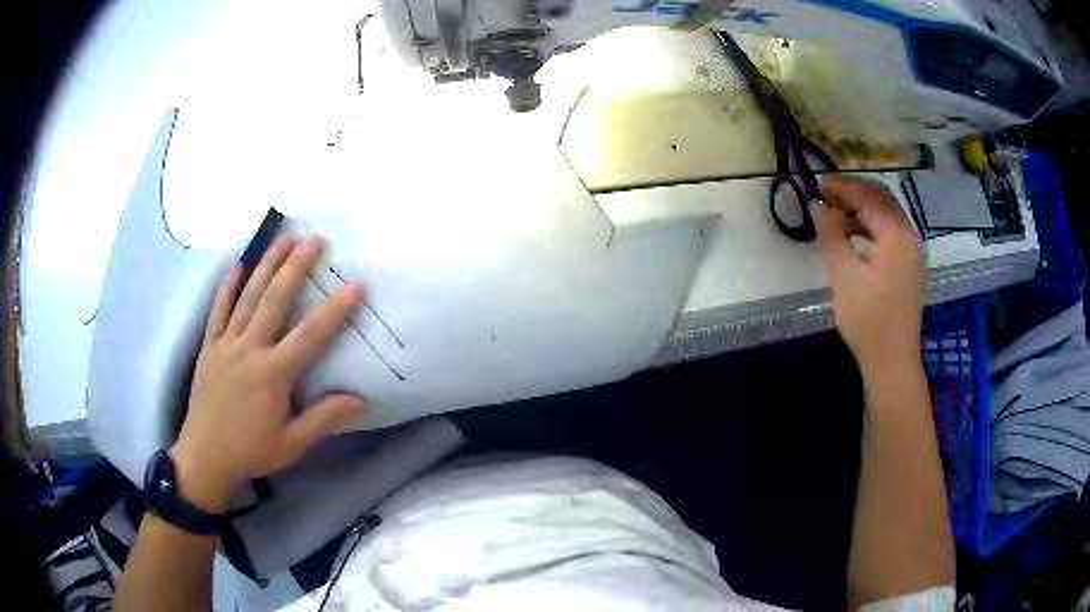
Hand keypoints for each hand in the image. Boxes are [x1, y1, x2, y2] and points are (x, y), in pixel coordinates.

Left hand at [169, 235, 365, 511]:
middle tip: (315, 239)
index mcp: (273, 374)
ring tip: (284, 238)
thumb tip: (360, 399)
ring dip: (267, 265)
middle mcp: (250, 350)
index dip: (335, 309)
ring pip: (248, 297)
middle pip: (275, 300)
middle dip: (297, 267)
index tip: (355, 285)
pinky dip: (227, 287)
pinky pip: (218, 311)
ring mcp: (226, 344)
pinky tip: (237, 264)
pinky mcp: (209, 347)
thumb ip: (323, 419)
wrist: (204, 457)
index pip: (310, 335)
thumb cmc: (250, 452)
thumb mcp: (292, 444)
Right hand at [813, 174, 924, 370]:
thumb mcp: (843, 276)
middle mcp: (910, 237)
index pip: (869, 196)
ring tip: (837, 211)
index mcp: (896, 236)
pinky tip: (855, 235)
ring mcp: (913, 253)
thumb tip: (817, 206)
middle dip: (855, 191)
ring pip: (888, 216)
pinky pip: (892, 233)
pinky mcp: (911, 267)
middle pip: (883, 200)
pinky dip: (872, 225)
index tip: (818, 184)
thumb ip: (830, 236)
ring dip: (864, 207)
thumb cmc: (868, 320)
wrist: (892, 361)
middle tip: (828, 192)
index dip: (843, 187)